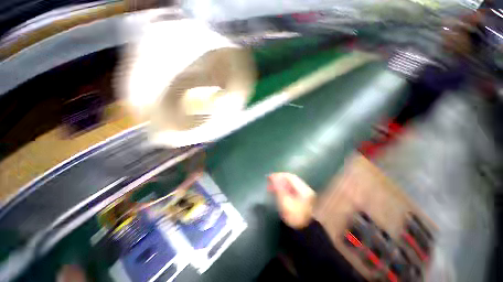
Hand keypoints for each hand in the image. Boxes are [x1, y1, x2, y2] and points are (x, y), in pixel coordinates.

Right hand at [267, 173, 315, 228]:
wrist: (304, 232)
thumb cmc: (294, 217)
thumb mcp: (285, 202)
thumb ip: (279, 188)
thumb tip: (273, 177)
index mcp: (303, 189)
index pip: (290, 177)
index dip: (279, 175)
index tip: (269, 177)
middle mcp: (305, 189)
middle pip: (291, 179)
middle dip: (279, 178)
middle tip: (269, 181)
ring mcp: (305, 193)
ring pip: (291, 183)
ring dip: (281, 183)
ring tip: (271, 186)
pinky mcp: (302, 198)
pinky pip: (291, 188)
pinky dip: (284, 187)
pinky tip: (278, 190)